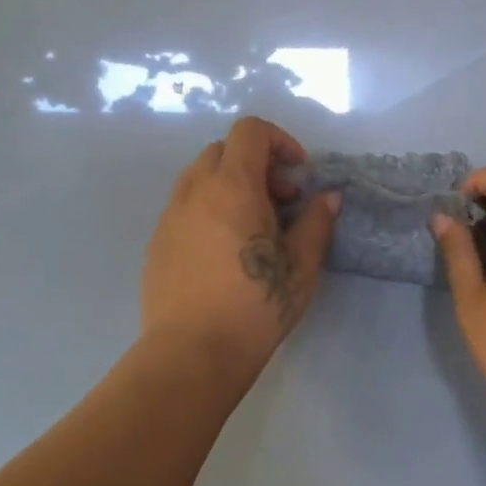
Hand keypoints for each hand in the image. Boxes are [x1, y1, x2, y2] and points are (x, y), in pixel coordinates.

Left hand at [141, 117, 338, 386]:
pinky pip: (185, 207)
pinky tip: (224, 252)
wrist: (191, 354)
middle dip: (256, 164)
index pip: (250, 131)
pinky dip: (208, 209)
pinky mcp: (156, 243)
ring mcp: (170, 216)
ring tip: (252, 228)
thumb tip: (328, 198)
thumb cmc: (254, 307)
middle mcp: (195, 191)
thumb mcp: (301, 267)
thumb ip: (317, 223)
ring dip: (230, 185)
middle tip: (279, 202)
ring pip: (200, 177)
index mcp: (232, 186)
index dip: (280, 141)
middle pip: (224, 150)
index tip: (298, 176)